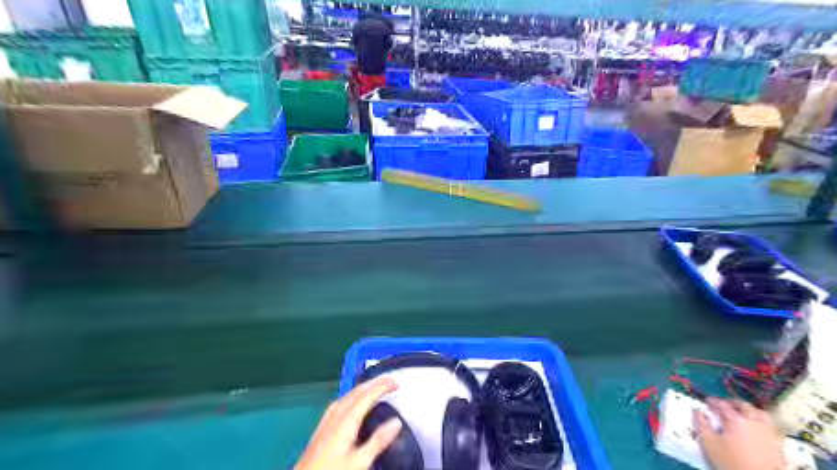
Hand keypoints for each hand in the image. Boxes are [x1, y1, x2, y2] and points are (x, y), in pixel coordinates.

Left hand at [293, 377, 401, 468]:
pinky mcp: (321, 429)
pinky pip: (338, 403)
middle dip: (374, 383)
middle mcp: (335, 417)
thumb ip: (378, 441)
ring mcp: (326, 422)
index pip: (366, 397)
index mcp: (345, 422)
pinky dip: (350, 396)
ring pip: (347, 396)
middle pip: (356, 392)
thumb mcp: (359, 462)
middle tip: (389, 380)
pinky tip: (350, 401)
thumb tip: (396, 422)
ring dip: (363, 388)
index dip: (381, 387)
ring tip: (374, 386)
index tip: (395, 382)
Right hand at [693, 399, 785, 469]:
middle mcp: (752, 419)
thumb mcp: (710, 443)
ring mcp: (766, 429)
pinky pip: (767, 422)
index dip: (712, 401)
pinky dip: (758, 418)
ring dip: (746, 409)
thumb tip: (697, 411)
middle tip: (721, 406)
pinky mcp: (775, 440)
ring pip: (757, 412)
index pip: (721, 403)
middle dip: (729, 402)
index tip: (706, 402)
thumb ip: (701, 424)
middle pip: (741, 404)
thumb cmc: (731, 461)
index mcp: (734, 418)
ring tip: (738, 412)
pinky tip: (753, 424)